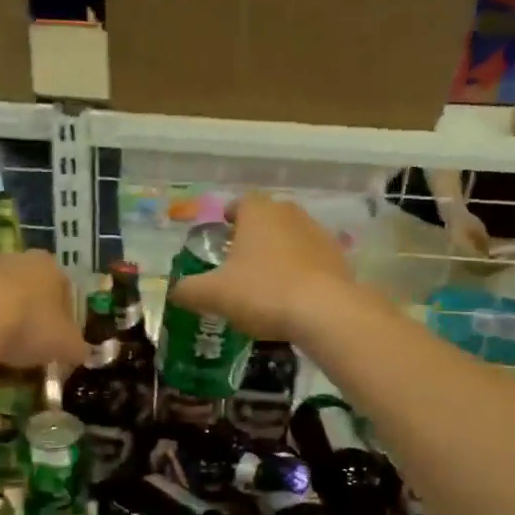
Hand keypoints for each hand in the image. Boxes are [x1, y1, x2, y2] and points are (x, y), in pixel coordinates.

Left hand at [0, 250, 87, 372]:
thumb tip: (82, 353)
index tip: (60, 339)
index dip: (65, 316)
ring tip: (7, 347)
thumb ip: (78, 348)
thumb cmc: (32, 324)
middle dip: (35, 313)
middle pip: (33, 289)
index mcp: (51, 266)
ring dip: (8, 317)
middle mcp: (20, 259)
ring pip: (5, 296)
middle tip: (34, 342)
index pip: (65, 289)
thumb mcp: (66, 345)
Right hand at [168, 193, 360, 342]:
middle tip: (240, 260)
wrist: (325, 312)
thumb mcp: (214, 294)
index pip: (241, 203)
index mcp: (258, 213)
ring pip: (292, 238)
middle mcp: (290, 214)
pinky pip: (312, 260)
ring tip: (266, 281)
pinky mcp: (339, 259)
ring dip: (279, 253)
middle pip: (268, 218)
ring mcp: (319, 234)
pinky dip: (300, 271)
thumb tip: (175, 291)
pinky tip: (291, 296)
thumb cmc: (263, 291)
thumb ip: (190, 290)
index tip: (223, 233)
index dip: (230, 216)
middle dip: (254, 235)